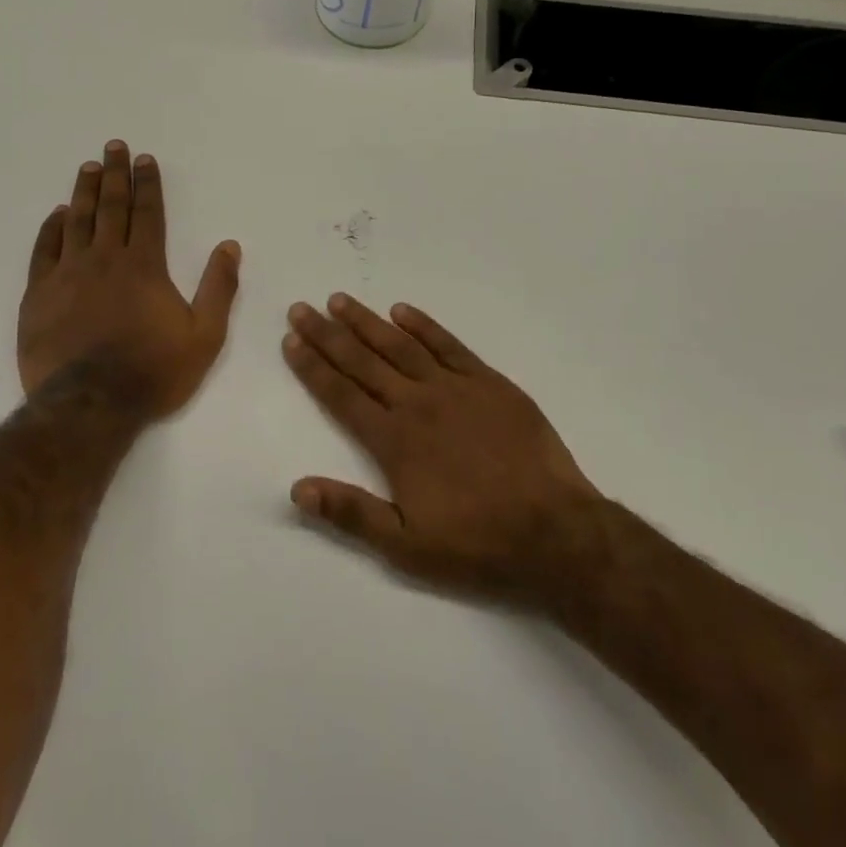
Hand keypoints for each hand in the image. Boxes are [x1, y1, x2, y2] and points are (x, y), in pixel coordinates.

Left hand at [19, 141, 240, 418]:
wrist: (91, 404)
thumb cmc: (153, 371)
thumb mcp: (204, 335)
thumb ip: (218, 288)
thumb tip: (229, 246)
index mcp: (144, 265)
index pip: (147, 213)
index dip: (147, 184)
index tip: (144, 159)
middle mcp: (105, 258)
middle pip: (110, 206)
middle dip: (114, 174)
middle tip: (113, 147)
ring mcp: (68, 274)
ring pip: (76, 220)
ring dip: (83, 191)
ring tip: (88, 167)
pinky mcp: (39, 294)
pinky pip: (44, 250)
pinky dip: (51, 228)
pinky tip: (56, 214)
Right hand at [283, 295, 611, 610]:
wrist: (555, 532)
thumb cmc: (477, 542)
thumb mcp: (406, 546)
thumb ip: (351, 513)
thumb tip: (297, 488)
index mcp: (394, 441)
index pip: (341, 395)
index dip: (313, 367)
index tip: (290, 341)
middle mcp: (417, 404)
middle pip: (362, 361)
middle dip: (327, 335)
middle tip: (301, 309)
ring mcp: (455, 388)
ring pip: (400, 345)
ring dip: (367, 321)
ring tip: (340, 300)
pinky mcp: (489, 382)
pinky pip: (449, 345)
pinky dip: (423, 326)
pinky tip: (402, 310)